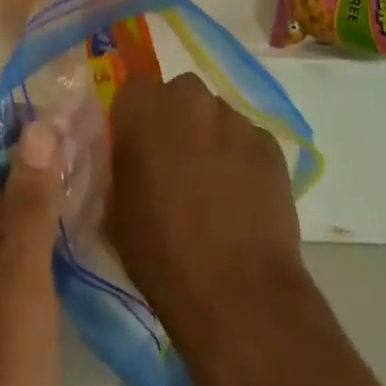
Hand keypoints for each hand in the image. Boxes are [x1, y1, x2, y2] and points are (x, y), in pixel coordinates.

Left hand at [0, 113, 65, 385]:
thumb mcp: (19, 303)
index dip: (1, 125)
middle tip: (90, 157)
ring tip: (91, 188)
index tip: (59, 124)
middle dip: (25, 168)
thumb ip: (31, 210)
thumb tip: (43, 128)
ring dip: (30, 206)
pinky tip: (70, 237)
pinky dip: (23, 244)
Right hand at [106, 73, 307, 361]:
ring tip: (213, 186)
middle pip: (178, 95)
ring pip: (214, 116)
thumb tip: (125, 159)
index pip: (131, 92)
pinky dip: (241, 159)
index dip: (133, 119)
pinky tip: (242, 198)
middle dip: (174, 120)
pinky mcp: (270, 144)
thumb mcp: (114, 210)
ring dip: (209, 138)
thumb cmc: (162, 254)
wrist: (239, 294)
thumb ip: (118, 168)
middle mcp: (188, 99)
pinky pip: (247, 140)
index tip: (135, 150)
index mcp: (142, 109)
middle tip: (173, 164)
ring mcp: (234, 119)